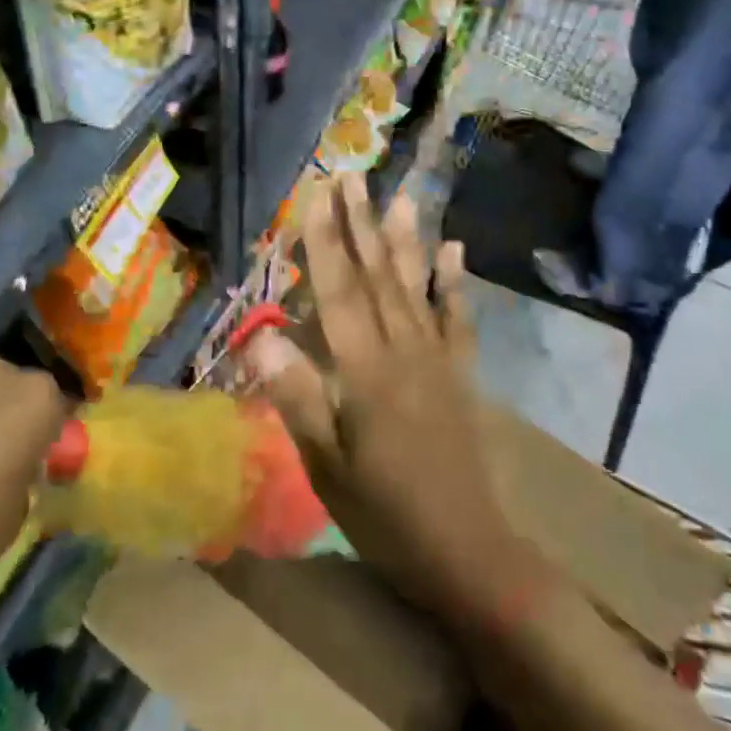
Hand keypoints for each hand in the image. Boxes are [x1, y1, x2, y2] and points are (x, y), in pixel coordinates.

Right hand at [244, 177, 534, 622]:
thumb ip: (297, 399)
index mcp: (365, 371)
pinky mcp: (460, 375)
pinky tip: (454, 250)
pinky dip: (454, 283)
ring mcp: (437, 360)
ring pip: (416, 287)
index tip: (316, 196)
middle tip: (352, 177)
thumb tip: (260, 340)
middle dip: (361, 224)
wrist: (469, 553)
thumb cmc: (385, 514)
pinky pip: (457, 319)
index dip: (324, 241)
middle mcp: (403, 351)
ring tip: (400, 196)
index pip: (338, 291)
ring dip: (406, 239)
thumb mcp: (327, 468)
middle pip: (377, 276)